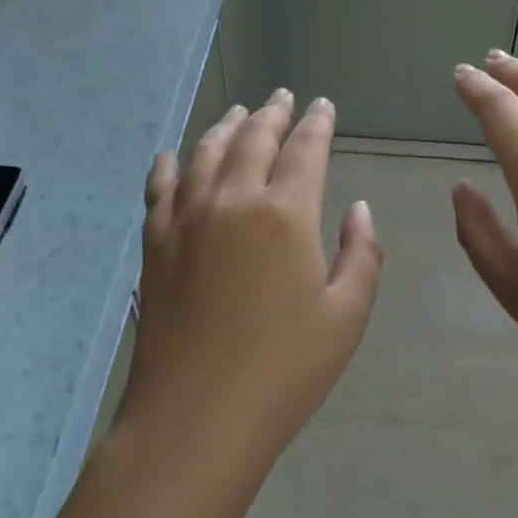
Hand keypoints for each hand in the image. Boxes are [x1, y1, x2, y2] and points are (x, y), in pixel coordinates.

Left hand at [116, 90, 383, 483]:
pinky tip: (172, 156)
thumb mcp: (346, 317)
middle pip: (255, 138)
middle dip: (273, 113)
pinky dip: (169, 165)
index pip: (305, 148)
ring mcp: (188, 218)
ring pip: (208, 152)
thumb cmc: (283, 372)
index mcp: (286, 213)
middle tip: (283, 97)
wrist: (194, 420)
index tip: (323, 105)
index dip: (317, 123)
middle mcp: (235, 200)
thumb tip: (359, 209)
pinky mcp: (156, 243)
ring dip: (227, 126)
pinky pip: (160, 188)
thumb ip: (361, 254)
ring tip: (239, 112)